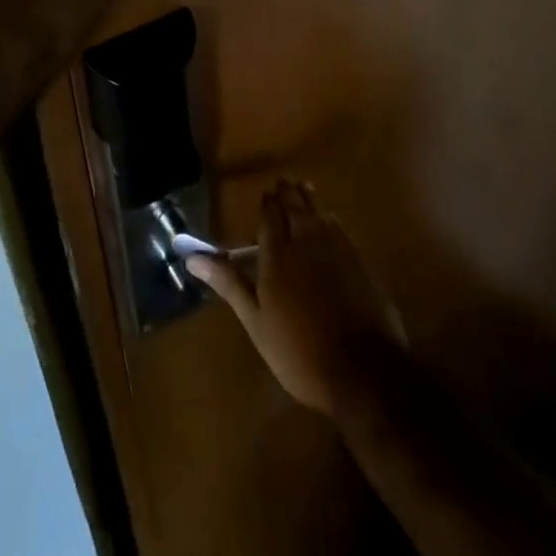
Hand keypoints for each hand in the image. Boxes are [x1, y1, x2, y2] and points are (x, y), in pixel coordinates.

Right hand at [187, 181, 406, 419]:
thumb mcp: (256, 322)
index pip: (269, 216)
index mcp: (277, 254)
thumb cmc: (300, 352)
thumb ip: (229, 283)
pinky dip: (330, 216)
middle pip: (295, 207)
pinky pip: (340, 226)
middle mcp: (306, 241)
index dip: (267, 203)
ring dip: (309, 198)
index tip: (264, 194)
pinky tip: (330, 218)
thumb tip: (192, 257)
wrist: (363, 371)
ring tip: (303, 188)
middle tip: (282, 184)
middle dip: (287, 194)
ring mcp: (337, 249)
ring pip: (319, 212)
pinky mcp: (360, 260)